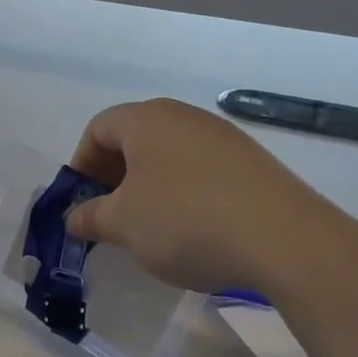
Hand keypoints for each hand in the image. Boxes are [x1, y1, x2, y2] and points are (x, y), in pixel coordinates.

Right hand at [66, 98, 345, 294]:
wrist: (283, 239)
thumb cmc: (184, 221)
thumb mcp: (122, 224)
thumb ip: (90, 216)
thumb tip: (74, 217)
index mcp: (146, 120)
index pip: (98, 128)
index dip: (81, 164)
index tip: (81, 201)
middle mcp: (185, 117)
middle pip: (134, 138)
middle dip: (113, 176)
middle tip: (109, 215)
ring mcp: (223, 137)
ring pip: (169, 155)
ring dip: (148, 186)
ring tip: (149, 226)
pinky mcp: (252, 163)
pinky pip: (201, 170)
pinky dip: (184, 192)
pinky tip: (191, 228)